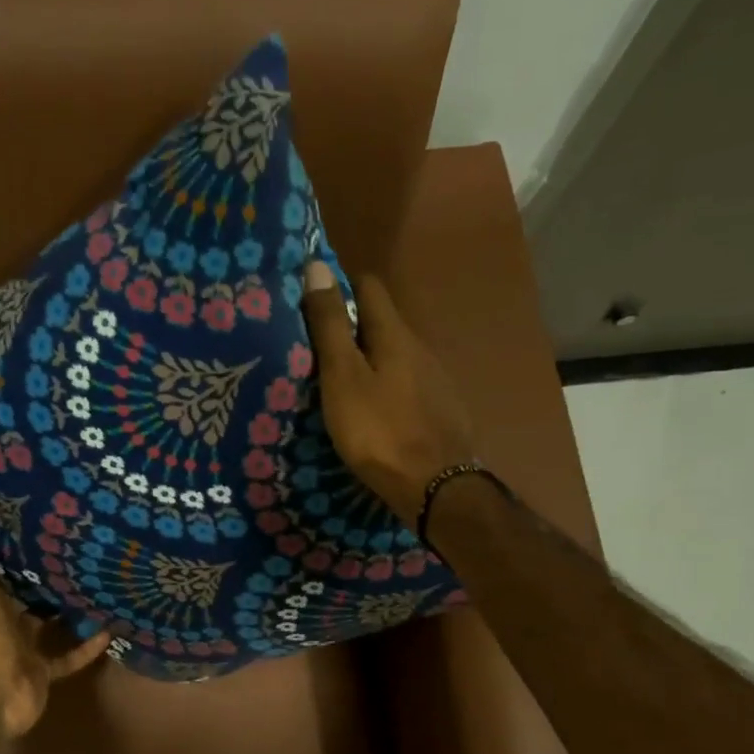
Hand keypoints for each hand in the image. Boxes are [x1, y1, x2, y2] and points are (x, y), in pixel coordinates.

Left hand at [0, 499, 110, 738]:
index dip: (11, 539)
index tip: (38, 514)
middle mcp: (0, 619)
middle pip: (26, 591)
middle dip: (47, 572)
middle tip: (80, 544)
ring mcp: (23, 647)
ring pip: (50, 623)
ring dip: (71, 608)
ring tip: (100, 580)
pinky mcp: (44, 671)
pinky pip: (70, 656)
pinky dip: (88, 645)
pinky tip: (111, 627)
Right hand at [301, 261, 477, 524]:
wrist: (435, 487)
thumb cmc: (379, 431)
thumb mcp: (343, 377)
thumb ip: (330, 326)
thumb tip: (318, 266)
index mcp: (394, 334)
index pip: (369, 287)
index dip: (340, 286)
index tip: (312, 300)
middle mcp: (420, 349)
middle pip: (383, 323)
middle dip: (352, 327)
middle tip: (316, 347)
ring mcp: (436, 381)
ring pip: (396, 356)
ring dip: (370, 360)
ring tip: (340, 382)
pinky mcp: (441, 410)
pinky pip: (407, 385)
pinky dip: (387, 387)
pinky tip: (373, 411)